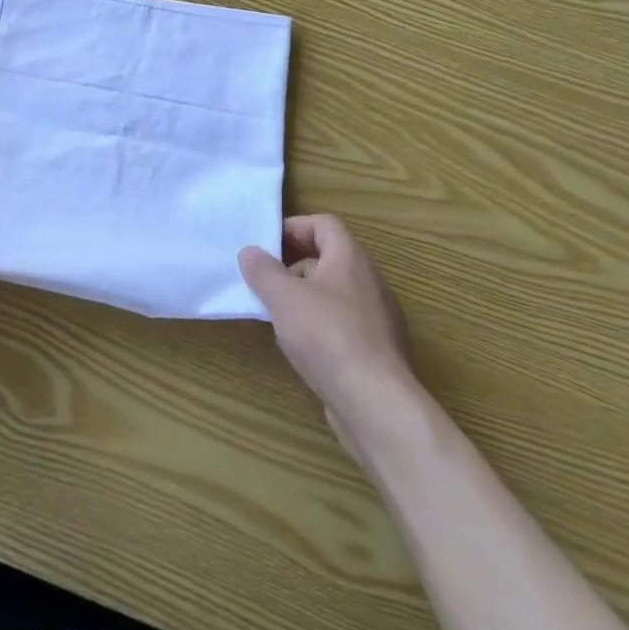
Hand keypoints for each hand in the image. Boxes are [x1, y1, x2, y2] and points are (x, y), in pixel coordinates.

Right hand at [239, 214, 419, 433]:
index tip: (267, 246)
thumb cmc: (327, 337)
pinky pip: (344, 324)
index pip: (323, 224)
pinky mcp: (378, 351)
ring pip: (334, 293)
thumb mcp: (283, 298)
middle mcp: (369, 281)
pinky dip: (320, 326)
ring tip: (278, 317)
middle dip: (294, 266)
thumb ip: (263, 270)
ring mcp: (378, 318)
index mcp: (350, 258)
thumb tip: (250, 252)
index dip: (294, 228)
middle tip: (266, 281)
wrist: (377, 405)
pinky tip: (302, 348)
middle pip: (328, 258)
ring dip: (305, 298)